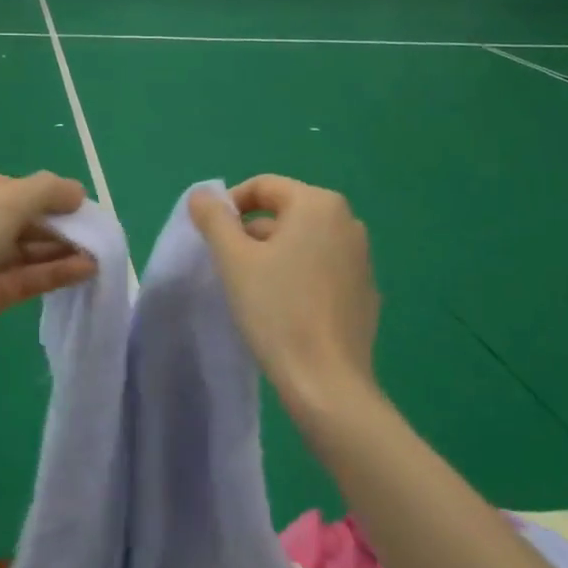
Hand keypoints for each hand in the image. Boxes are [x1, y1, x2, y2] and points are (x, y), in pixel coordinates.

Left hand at [0, 171, 95, 371]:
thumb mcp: (2, 204)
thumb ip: (45, 191)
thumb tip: (77, 192)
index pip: (9, 187)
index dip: (45, 193)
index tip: (81, 204)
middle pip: (18, 218)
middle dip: (57, 224)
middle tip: (95, 231)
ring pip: (23, 250)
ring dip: (59, 249)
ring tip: (99, 252)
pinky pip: (23, 277)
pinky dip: (53, 273)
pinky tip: (85, 270)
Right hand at [189, 175, 380, 414]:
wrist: (326, 381)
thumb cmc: (276, 310)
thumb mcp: (233, 259)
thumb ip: (214, 219)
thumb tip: (202, 195)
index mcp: (318, 204)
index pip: (264, 186)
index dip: (230, 205)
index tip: (211, 237)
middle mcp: (347, 221)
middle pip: (285, 212)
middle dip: (251, 233)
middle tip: (228, 266)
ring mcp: (362, 257)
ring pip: (303, 241)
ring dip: (273, 254)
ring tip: (252, 289)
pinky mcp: (365, 291)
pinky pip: (321, 268)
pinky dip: (298, 275)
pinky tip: (283, 308)